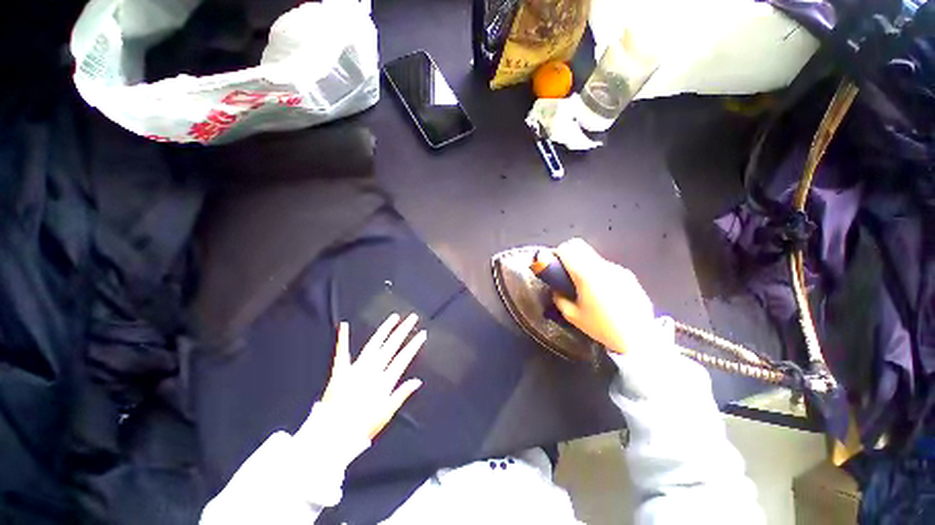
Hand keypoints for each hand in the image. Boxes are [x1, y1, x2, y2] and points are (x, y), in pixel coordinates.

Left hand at [319, 313, 425, 438]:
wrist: (332, 436)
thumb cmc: (361, 427)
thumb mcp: (385, 414)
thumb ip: (401, 394)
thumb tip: (417, 381)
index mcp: (384, 381)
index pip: (403, 358)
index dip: (414, 345)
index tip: (422, 334)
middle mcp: (372, 370)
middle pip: (391, 346)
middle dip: (403, 330)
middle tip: (412, 318)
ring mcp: (356, 368)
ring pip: (374, 344)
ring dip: (385, 329)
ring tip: (394, 317)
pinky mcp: (340, 371)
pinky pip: (342, 352)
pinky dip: (343, 338)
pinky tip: (344, 325)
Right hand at [551, 238, 654, 354]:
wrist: (639, 338)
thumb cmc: (602, 328)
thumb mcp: (573, 316)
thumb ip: (560, 299)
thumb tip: (557, 290)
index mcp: (586, 274)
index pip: (567, 248)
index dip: (557, 253)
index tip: (554, 265)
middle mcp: (603, 266)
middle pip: (580, 246)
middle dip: (569, 255)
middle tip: (566, 274)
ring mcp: (618, 269)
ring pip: (593, 258)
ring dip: (585, 266)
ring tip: (587, 288)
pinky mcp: (629, 276)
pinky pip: (607, 268)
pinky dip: (599, 274)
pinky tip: (604, 294)